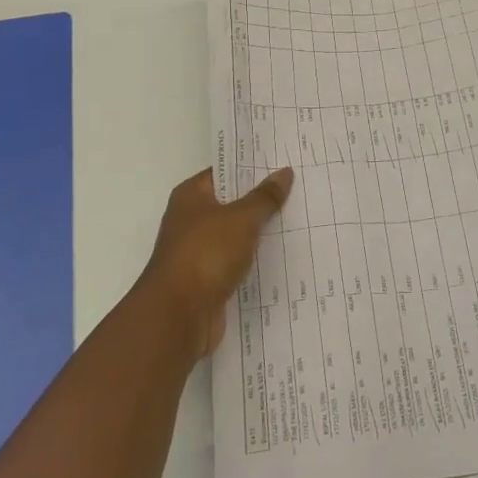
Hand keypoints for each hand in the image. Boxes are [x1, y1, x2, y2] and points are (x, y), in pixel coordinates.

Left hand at [140, 167, 292, 357]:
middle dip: (261, 199)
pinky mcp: (208, 280)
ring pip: (236, 235)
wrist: (178, 315)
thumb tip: (284, 172)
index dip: (251, 168)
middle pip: (231, 203)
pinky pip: (237, 262)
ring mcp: (198, 252)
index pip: (224, 172)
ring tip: (299, 220)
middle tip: (298, 189)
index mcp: (191, 196)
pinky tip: (283, 255)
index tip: (282, 162)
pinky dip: (255, 259)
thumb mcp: (241, 219)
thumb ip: (264, 197)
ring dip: (260, 232)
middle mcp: (190, 220)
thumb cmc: (206, 253)